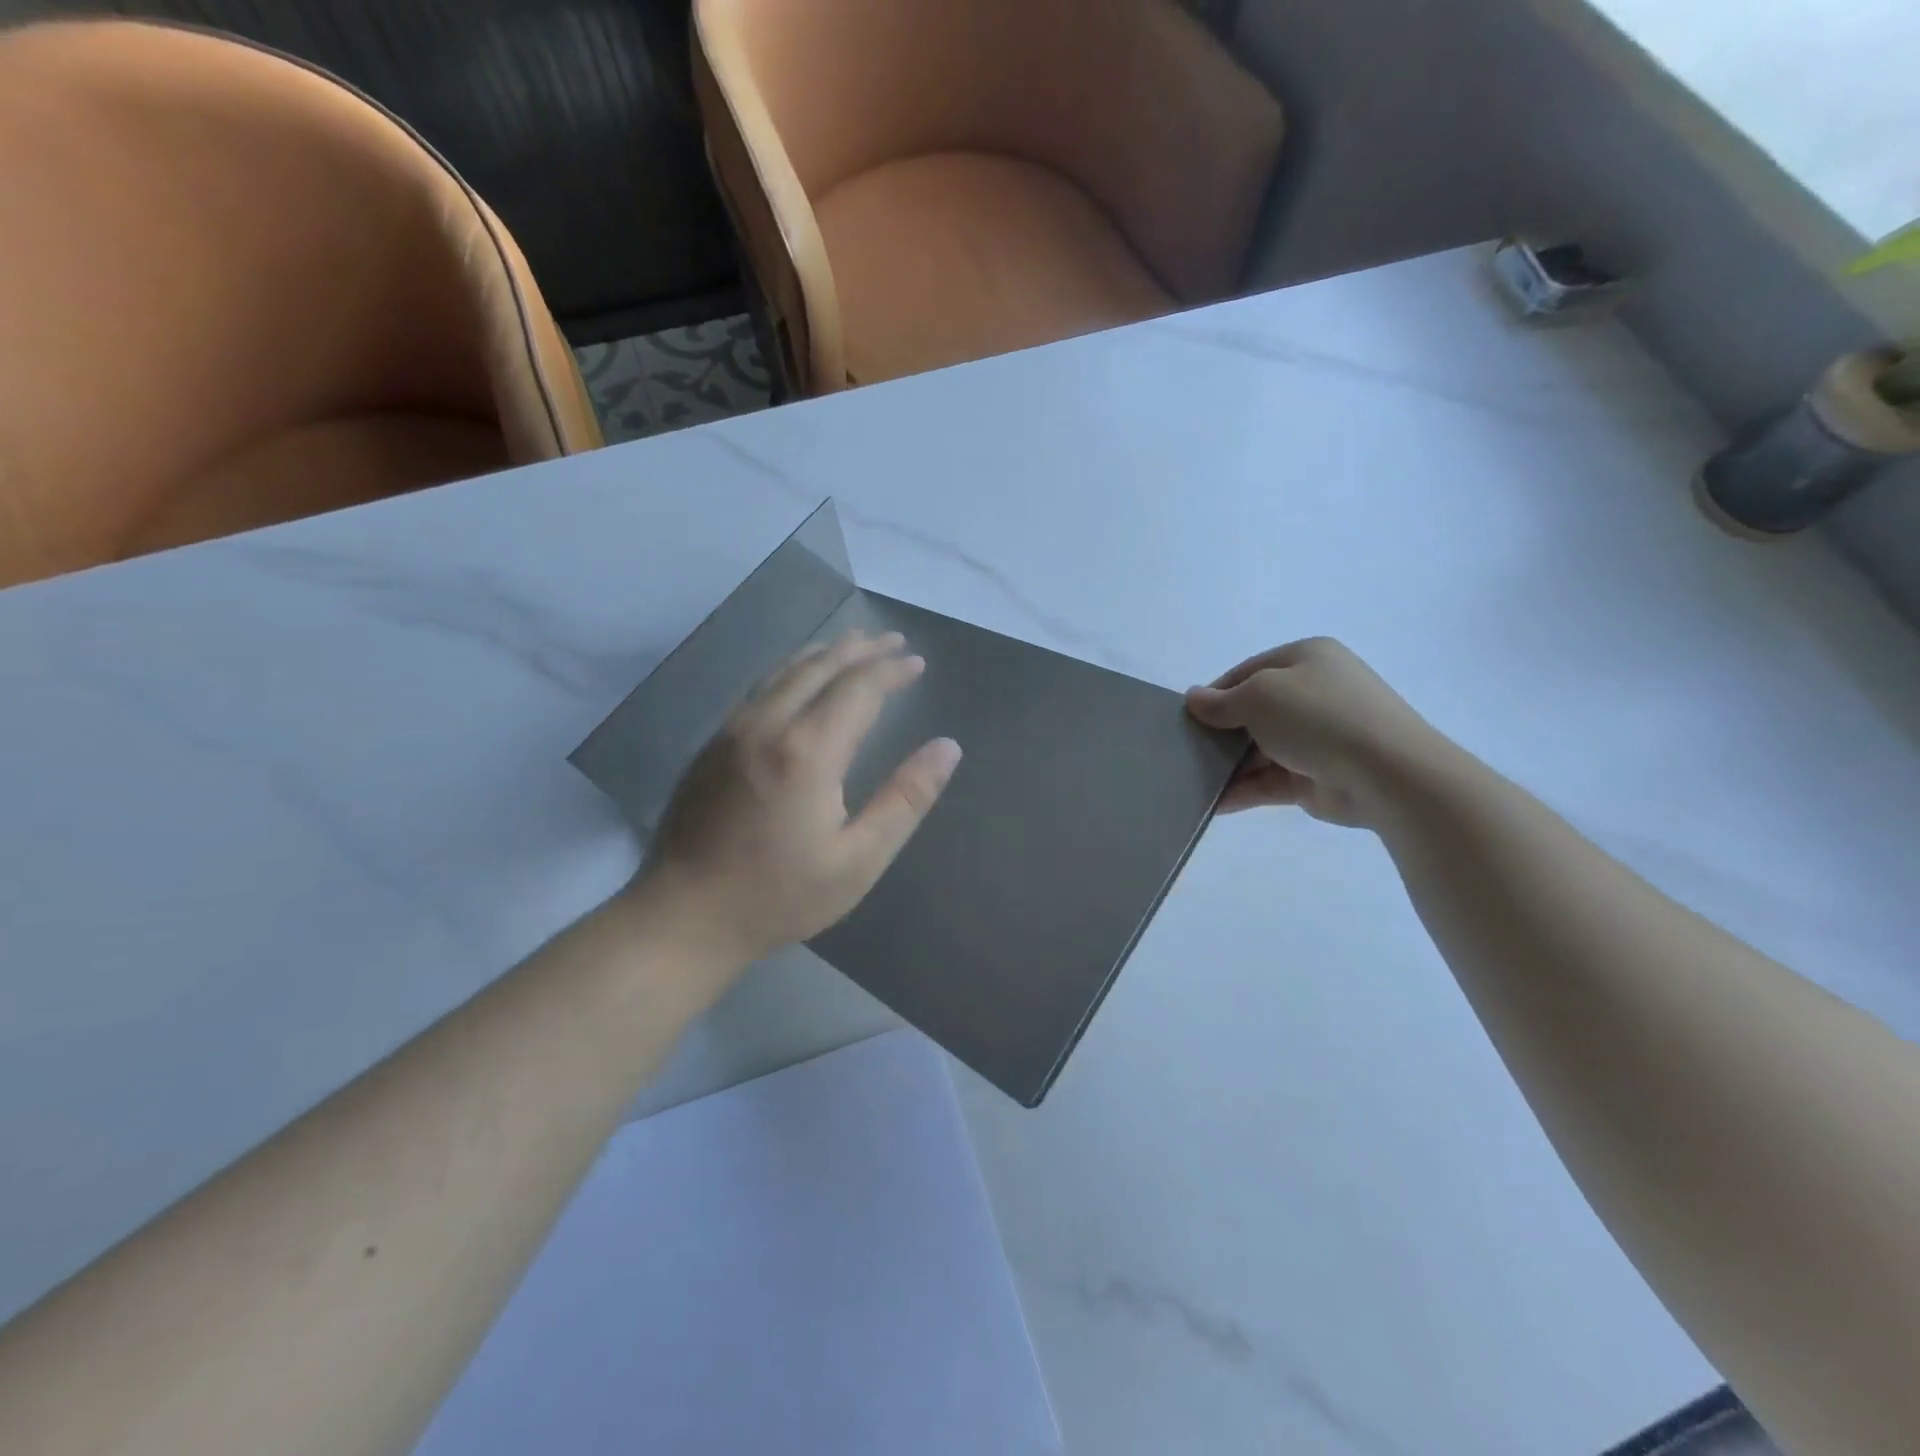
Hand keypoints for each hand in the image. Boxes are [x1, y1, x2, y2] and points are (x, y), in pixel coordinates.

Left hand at [636, 631, 962, 967]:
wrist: (684, 917)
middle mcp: (767, 724)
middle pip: (820, 667)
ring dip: (824, 654)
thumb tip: (948, 748)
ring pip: (784, 671)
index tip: (917, 662)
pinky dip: (792, 671)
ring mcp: (732, 730)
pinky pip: (760, 688)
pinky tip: (800, 679)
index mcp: (808, 750)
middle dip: (861, 649)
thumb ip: (906, 798)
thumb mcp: (859, 859)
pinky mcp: (712, 745)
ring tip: (853, 645)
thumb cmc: (780, 895)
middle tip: (893, 640)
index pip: (859, 687)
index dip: (891, 670)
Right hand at [1186, 638, 1447, 827]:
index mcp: (1306, 659)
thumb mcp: (1260, 696)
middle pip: (1252, 712)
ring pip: (1258, 749)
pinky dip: (1242, 790)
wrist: (1386, 773)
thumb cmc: (1319, 717)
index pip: (1248, 672)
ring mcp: (1316, 738)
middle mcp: (1313, 694)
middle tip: (1185, 749)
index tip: (1187, 716)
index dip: (1215, 693)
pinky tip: (1213, 803)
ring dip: (1227, 764)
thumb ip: (1221, 701)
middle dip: (1220, 731)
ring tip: (1191, 779)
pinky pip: (1268, 781)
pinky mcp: (1314, 777)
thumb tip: (1193, 699)